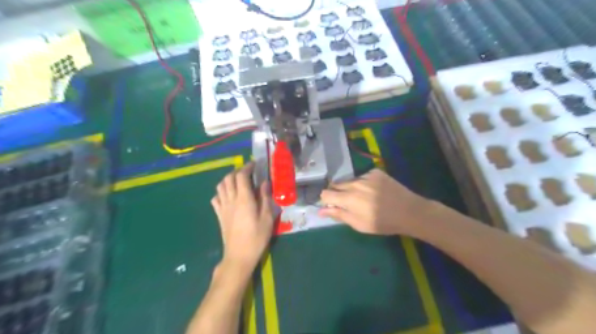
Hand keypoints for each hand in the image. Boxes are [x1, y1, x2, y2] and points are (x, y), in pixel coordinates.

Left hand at [211, 163, 272, 271]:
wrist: (239, 256)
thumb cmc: (256, 237)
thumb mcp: (267, 218)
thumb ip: (265, 198)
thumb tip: (265, 183)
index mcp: (244, 199)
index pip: (241, 176)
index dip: (247, 167)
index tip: (254, 164)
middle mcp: (231, 200)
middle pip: (228, 178)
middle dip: (237, 171)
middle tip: (247, 172)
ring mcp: (223, 207)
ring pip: (220, 186)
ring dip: (228, 179)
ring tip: (238, 182)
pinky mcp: (219, 215)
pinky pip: (216, 198)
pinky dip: (221, 192)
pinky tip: (229, 196)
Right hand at [321, 170, 433, 237]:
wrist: (409, 211)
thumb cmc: (383, 223)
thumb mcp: (359, 224)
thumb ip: (339, 215)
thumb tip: (321, 211)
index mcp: (349, 198)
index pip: (326, 193)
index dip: (326, 200)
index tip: (332, 206)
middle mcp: (355, 183)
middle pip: (336, 184)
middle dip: (337, 193)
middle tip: (347, 203)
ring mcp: (366, 176)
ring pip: (350, 180)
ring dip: (351, 188)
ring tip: (363, 198)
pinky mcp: (376, 172)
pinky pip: (362, 176)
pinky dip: (363, 183)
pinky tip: (374, 191)